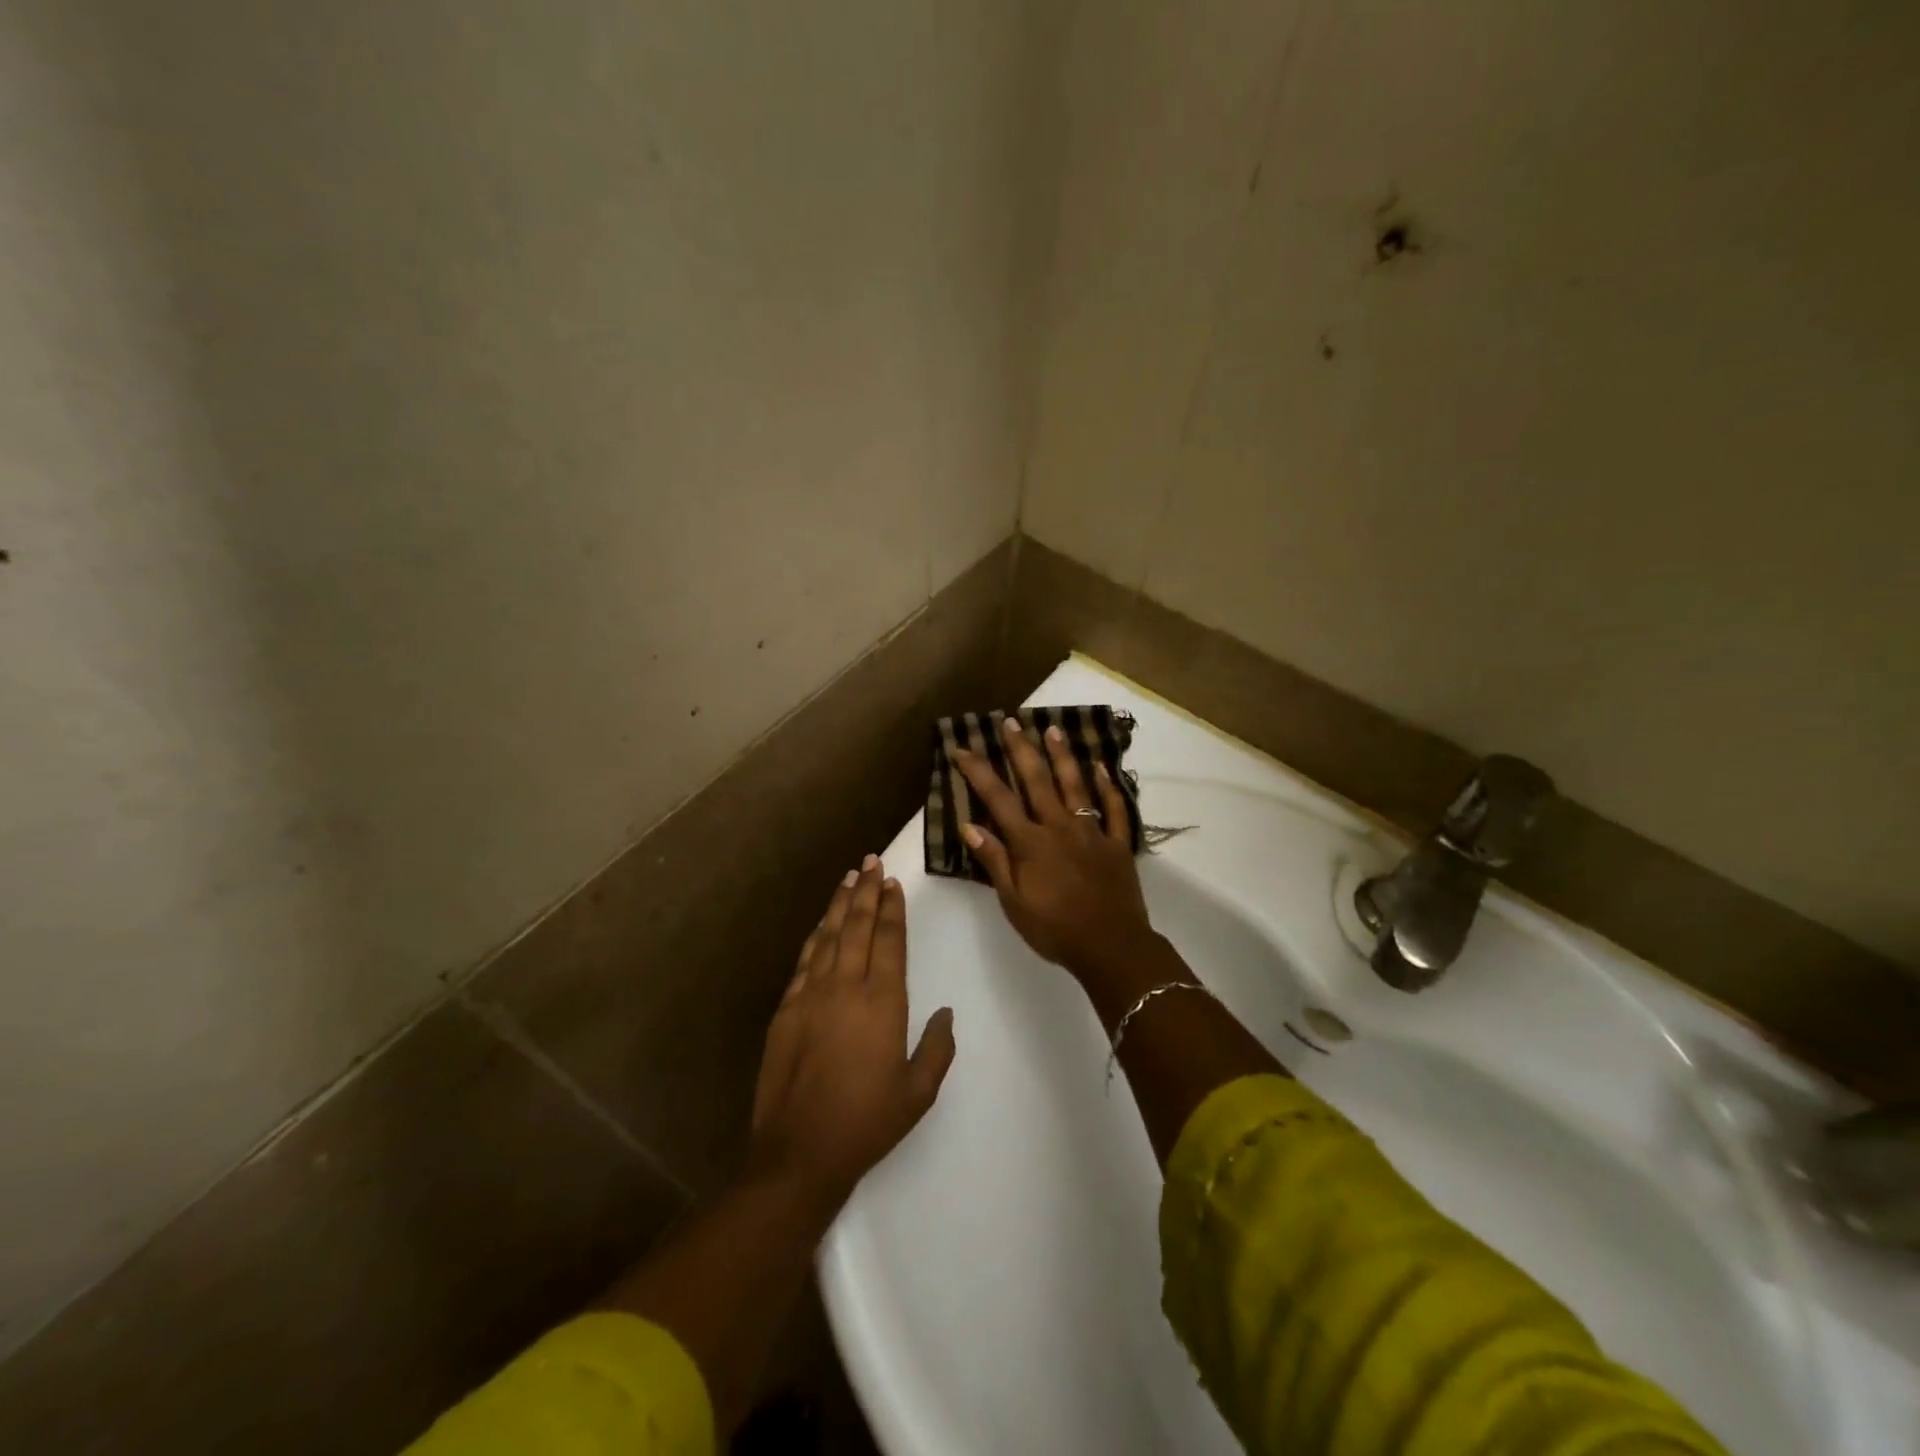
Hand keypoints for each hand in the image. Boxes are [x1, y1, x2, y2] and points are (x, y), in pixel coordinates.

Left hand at [748, 857, 955, 1209]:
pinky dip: (815, 937)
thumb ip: (937, 1048)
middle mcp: (846, 988)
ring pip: (828, 937)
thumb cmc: (866, 1123)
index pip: (888, 941)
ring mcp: (811, 996)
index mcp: (882, 1004)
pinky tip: (821, 925)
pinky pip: (804, 962)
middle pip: (857, 927)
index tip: (893, 884)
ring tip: (849, 878)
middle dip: (866, 892)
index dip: (892, 910)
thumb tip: (946, 1013)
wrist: (799, 1153)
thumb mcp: (918, 1093)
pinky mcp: (786, 1010)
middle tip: (871, 862)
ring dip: (839, 905)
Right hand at [954, 718, 1156, 985]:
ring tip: (1053, 729)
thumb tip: (969, 826)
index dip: (978, 772)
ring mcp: (1092, 832)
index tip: (962, 747)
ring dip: (1063, 756)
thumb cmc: (1055, 929)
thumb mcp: (1014, 902)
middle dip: (1021, 749)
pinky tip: (1102, 767)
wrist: (1111, 947)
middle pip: (1038, 781)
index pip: (998, 799)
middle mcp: (1059, 827)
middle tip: (1010, 722)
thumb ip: (995, 862)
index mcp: (1031, 842)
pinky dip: (1109, 786)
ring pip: (1076, 785)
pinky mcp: (1117, 844)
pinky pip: (1114, 809)